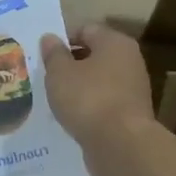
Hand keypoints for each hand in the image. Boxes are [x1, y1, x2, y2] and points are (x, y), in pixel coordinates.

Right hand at [40, 22, 154, 147]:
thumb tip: (50, 38)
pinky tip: (71, 117)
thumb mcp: (60, 72)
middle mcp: (129, 61)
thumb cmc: (88, 98)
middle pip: (94, 55)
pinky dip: (88, 107)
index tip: (43, 55)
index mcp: (115, 42)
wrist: (121, 145)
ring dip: (78, 87)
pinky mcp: (131, 115)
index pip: (85, 29)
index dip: (62, 39)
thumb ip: (53, 53)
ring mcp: (133, 89)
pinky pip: (103, 103)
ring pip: (98, 81)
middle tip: (46, 76)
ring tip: (55, 98)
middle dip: (70, 64)